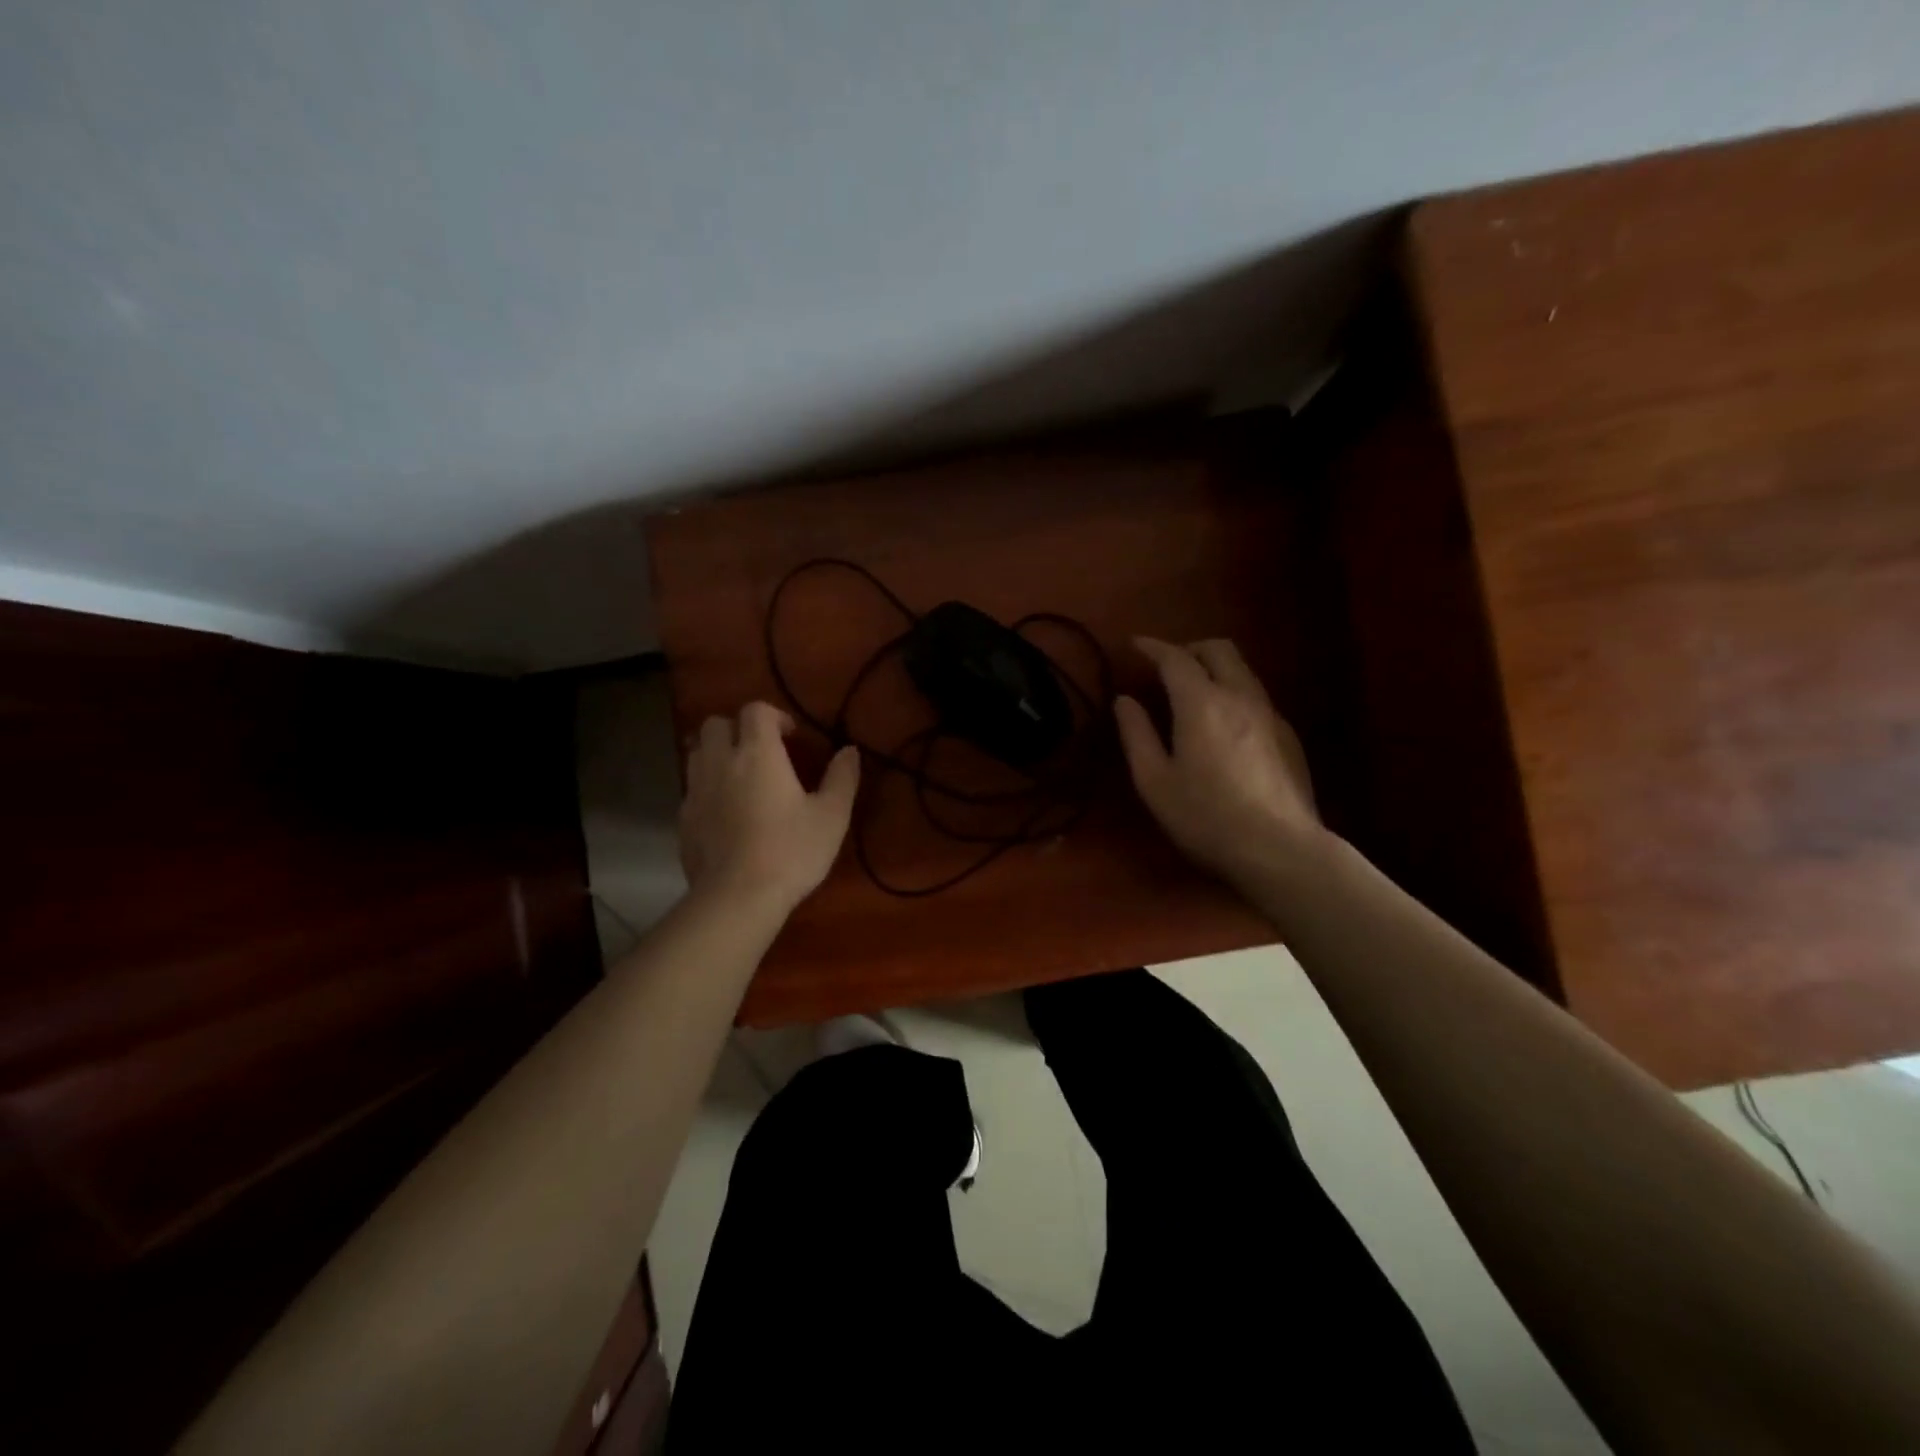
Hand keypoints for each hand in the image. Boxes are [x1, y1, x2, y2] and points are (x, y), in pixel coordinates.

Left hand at [679, 702, 860, 914]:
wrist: (737, 897)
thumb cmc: (791, 851)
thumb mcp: (832, 816)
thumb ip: (842, 777)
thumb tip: (849, 750)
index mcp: (758, 753)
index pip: (755, 710)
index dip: (774, 715)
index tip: (791, 736)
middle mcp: (720, 762)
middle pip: (716, 724)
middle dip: (738, 728)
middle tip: (762, 752)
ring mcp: (696, 790)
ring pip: (697, 752)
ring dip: (718, 754)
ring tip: (741, 776)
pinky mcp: (683, 819)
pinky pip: (692, 788)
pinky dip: (707, 787)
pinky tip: (726, 812)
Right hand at [1114, 637, 1322, 884]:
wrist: (1279, 849)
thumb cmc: (1205, 817)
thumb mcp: (1154, 781)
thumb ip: (1137, 734)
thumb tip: (1125, 701)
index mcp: (1202, 703)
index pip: (1175, 658)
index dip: (1152, 647)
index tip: (1134, 644)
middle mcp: (1240, 696)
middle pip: (1219, 649)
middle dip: (1189, 648)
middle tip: (1166, 665)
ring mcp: (1270, 714)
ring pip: (1243, 670)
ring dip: (1215, 667)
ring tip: (1194, 690)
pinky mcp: (1288, 735)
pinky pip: (1256, 695)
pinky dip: (1234, 691)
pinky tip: (1224, 723)